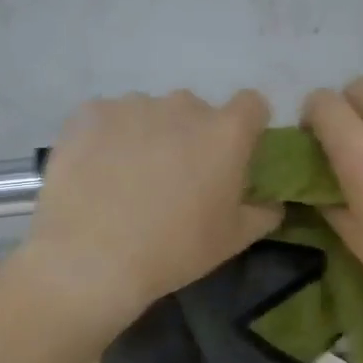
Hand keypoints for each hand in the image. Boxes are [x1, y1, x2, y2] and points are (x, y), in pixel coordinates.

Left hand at [19, 90, 282, 330]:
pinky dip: (107, 138)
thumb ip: (263, 213)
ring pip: (150, 113)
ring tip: (128, 178)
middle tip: (176, 177)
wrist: (91, 258)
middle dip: (191, 135)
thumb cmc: (174, 250)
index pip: (251, 105)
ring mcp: (133, 104)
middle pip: (196, 111)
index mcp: (226, 132)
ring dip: (148, 135)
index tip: (233, 155)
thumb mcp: (233, 240)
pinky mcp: (90, 113)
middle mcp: (183, 106)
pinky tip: (96, 172)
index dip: (246, 126)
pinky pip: (108, 118)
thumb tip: (272, 203)